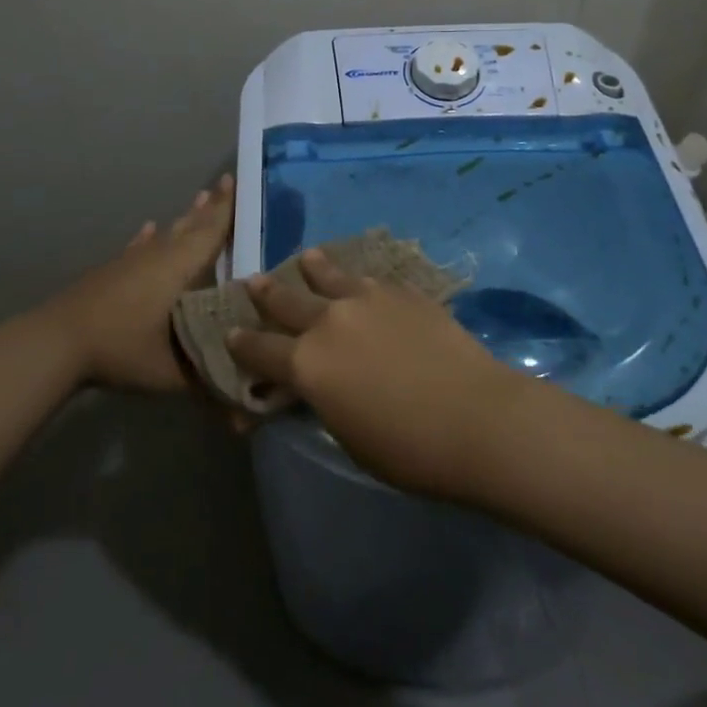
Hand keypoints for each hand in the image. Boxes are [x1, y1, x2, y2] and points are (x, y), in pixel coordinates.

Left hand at [35, 175, 233, 391]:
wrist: (57, 342)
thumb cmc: (121, 349)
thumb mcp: (171, 372)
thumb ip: (207, 380)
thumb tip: (240, 397)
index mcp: (179, 268)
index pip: (211, 231)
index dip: (227, 208)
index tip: (238, 180)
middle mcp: (159, 255)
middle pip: (191, 225)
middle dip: (211, 206)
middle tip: (226, 182)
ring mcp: (131, 261)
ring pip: (166, 233)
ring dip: (185, 218)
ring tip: (198, 198)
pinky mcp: (111, 271)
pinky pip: (138, 246)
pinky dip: (147, 237)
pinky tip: (149, 228)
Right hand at [226, 249, 528, 499]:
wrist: (476, 417)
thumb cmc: (408, 449)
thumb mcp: (348, 436)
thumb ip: (323, 401)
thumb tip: (315, 386)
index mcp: (306, 365)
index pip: (259, 350)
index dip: (241, 343)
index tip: (230, 332)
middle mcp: (327, 322)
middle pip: (286, 302)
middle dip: (266, 293)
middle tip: (253, 280)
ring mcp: (366, 300)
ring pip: (329, 276)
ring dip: (313, 268)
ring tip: (307, 257)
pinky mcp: (402, 292)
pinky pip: (370, 280)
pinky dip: (357, 280)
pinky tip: (361, 279)